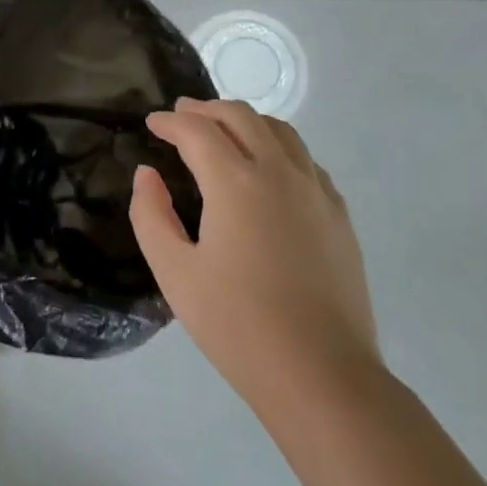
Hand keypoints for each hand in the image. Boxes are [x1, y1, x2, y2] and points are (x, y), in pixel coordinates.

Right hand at [130, 99, 378, 412]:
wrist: (323, 376)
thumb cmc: (238, 325)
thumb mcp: (174, 273)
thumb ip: (151, 215)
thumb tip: (148, 174)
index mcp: (236, 183)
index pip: (197, 131)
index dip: (170, 122)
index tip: (152, 123)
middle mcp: (279, 172)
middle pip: (241, 116)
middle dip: (206, 110)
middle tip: (182, 115)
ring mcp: (316, 191)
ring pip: (280, 131)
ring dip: (245, 121)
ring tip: (223, 131)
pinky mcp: (338, 215)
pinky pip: (306, 160)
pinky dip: (278, 147)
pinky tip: (269, 168)